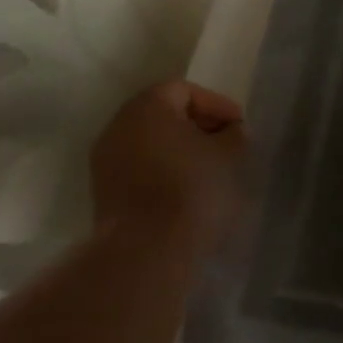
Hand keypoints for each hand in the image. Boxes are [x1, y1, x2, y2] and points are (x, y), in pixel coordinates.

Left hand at [89, 80, 245, 249]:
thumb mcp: (228, 155)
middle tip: (225, 145)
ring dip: (179, 150)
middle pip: (164, 114)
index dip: (216, 105)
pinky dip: (163, 170)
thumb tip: (232, 132)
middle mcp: (119, 126)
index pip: (185, 90)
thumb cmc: (191, 190)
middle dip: (197, 126)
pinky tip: (186, 190)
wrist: (145, 253)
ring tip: (208, 169)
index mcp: (147, 107)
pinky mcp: (103, 192)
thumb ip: (234, 134)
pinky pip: (139, 167)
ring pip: (150, 142)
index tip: (238, 127)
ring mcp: (106, 160)